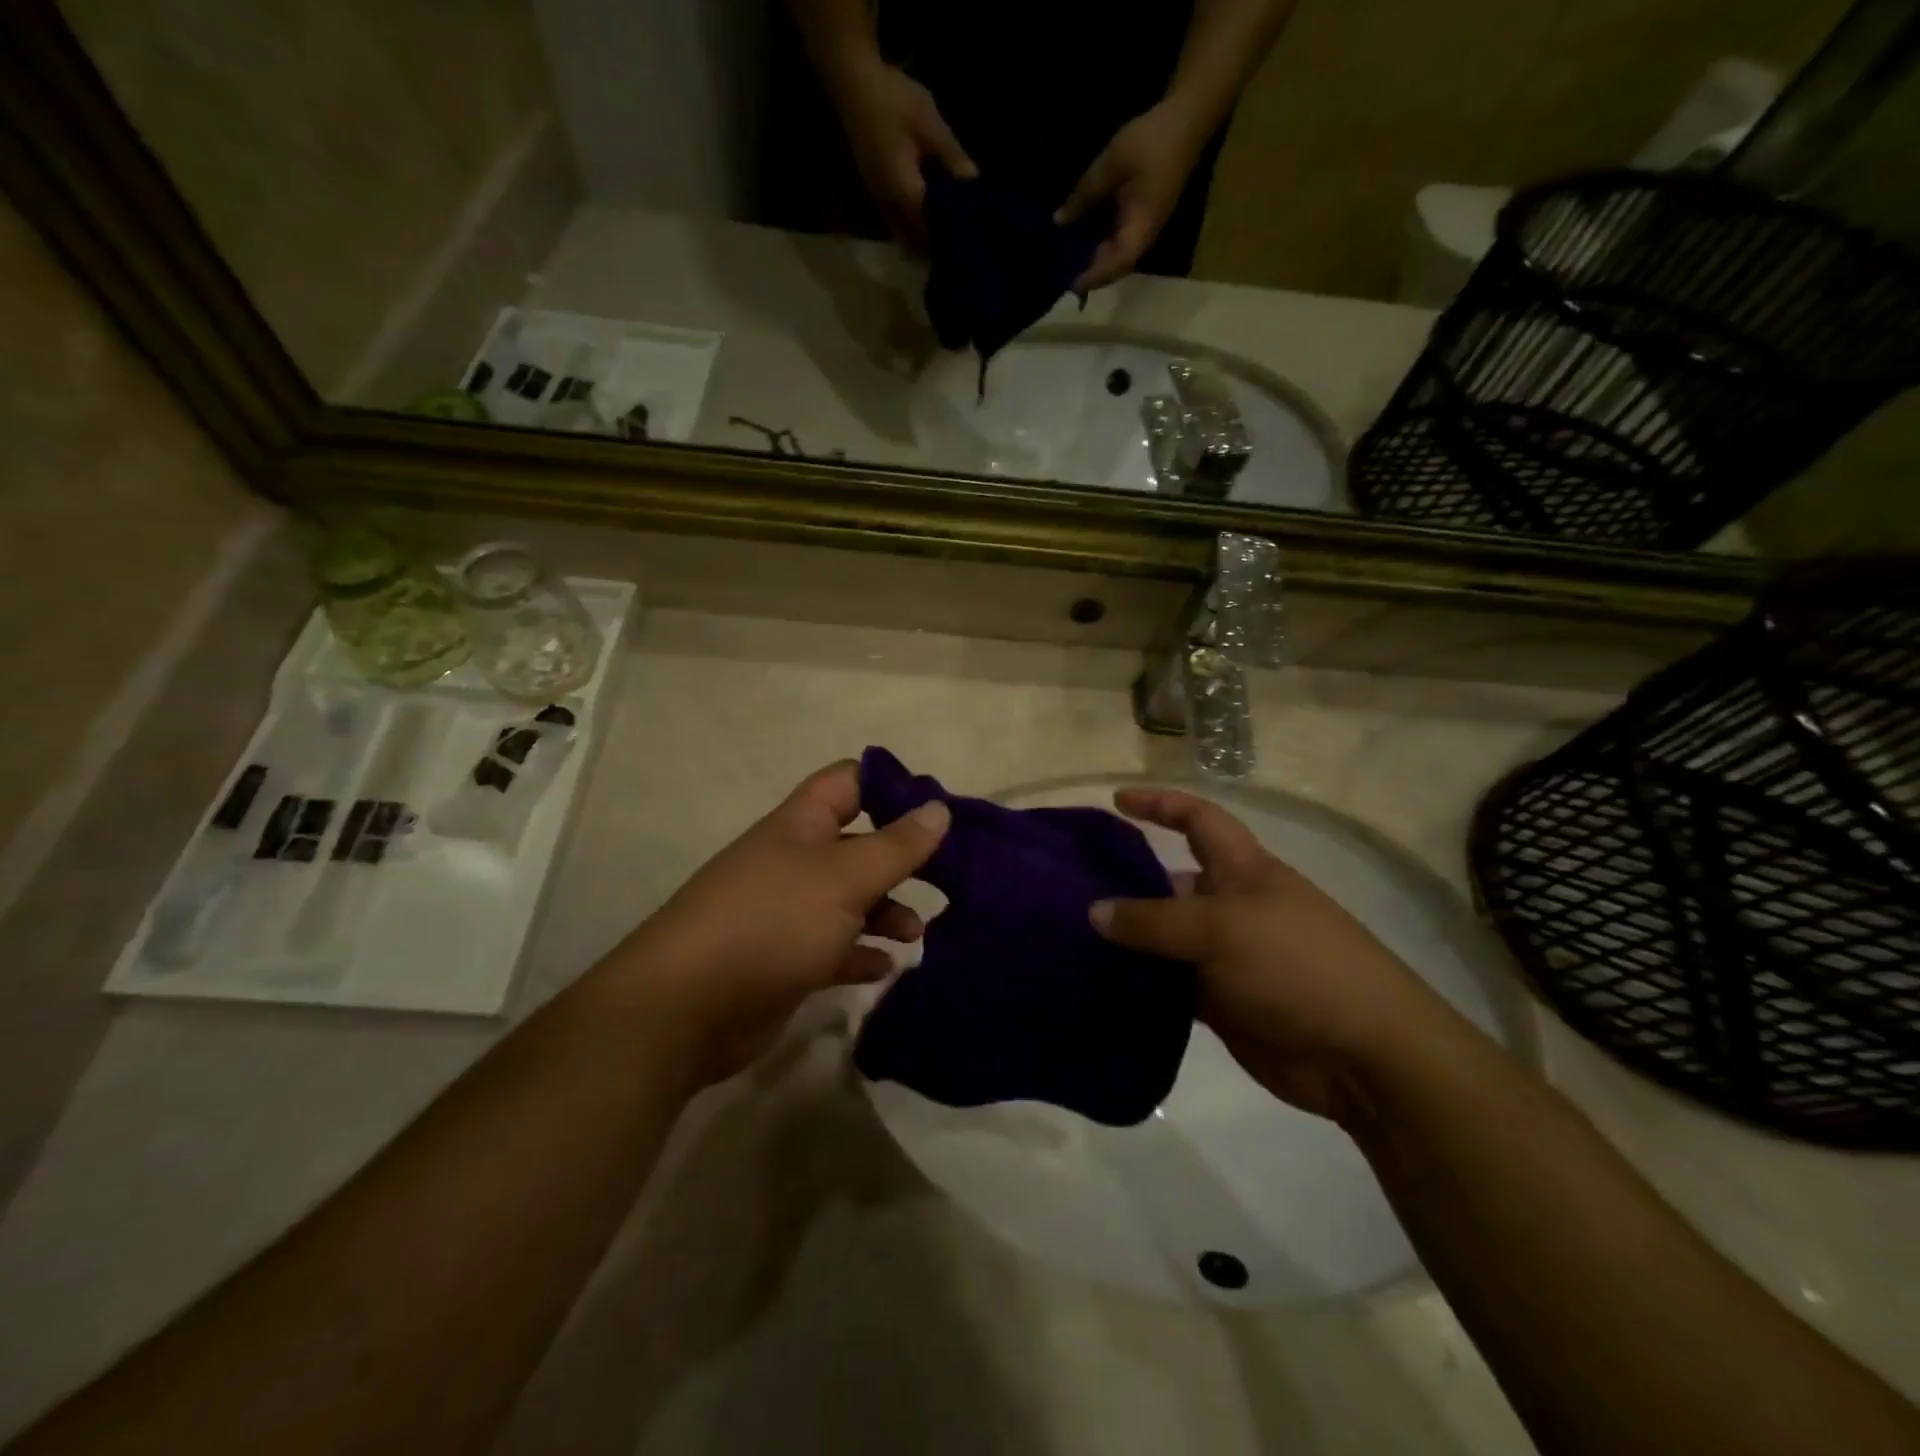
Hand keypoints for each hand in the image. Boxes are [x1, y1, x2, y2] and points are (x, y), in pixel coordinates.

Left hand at [616, 761, 950, 1087]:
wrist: (685, 1009)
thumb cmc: (772, 923)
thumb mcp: (844, 878)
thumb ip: (896, 846)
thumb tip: (939, 808)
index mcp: (802, 825)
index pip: (849, 781)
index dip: (891, 786)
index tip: (936, 809)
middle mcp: (794, 861)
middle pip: (857, 844)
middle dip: (899, 859)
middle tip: (946, 878)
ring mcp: (787, 912)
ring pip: (849, 900)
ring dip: (886, 912)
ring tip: (917, 935)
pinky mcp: (785, 959)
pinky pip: (834, 948)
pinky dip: (862, 954)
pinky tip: (886, 968)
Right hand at [823, 54, 975, 249]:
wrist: (853, 83)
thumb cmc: (893, 101)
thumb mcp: (929, 124)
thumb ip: (952, 156)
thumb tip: (974, 183)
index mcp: (904, 193)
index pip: (932, 229)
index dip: (949, 236)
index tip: (968, 240)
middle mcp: (889, 206)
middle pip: (916, 240)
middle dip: (936, 245)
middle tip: (959, 243)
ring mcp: (880, 202)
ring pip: (905, 235)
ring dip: (923, 239)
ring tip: (946, 235)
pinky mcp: (876, 194)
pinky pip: (896, 223)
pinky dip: (912, 226)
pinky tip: (927, 218)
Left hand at [1055, 101, 1208, 290]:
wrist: (1186, 119)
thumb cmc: (1151, 141)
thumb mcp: (1111, 164)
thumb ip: (1084, 195)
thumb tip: (1059, 221)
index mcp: (1140, 229)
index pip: (1115, 266)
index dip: (1093, 278)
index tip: (1069, 285)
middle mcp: (1143, 237)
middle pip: (1114, 267)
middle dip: (1088, 273)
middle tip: (1059, 275)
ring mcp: (1143, 229)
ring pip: (1115, 256)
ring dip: (1092, 260)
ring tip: (1065, 262)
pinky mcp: (1140, 219)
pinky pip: (1117, 241)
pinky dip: (1098, 244)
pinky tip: (1079, 239)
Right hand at [1090, 787, 1460, 1123]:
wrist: (1363, 1054)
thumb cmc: (1296, 965)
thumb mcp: (1220, 930)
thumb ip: (1153, 920)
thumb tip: (1094, 911)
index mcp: (1243, 870)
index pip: (1197, 819)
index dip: (1160, 804)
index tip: (1117, 801)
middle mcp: (1233, 906)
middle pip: (1173, 881)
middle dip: (1128, 880)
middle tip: (1071, 888)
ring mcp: (1228, 956)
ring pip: (1167, 938)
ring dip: (1130, 939)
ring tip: (1074, 938)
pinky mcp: (1223, 1001)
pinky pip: (1172, 984)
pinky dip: (1143, 983)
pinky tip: (1104, 984)